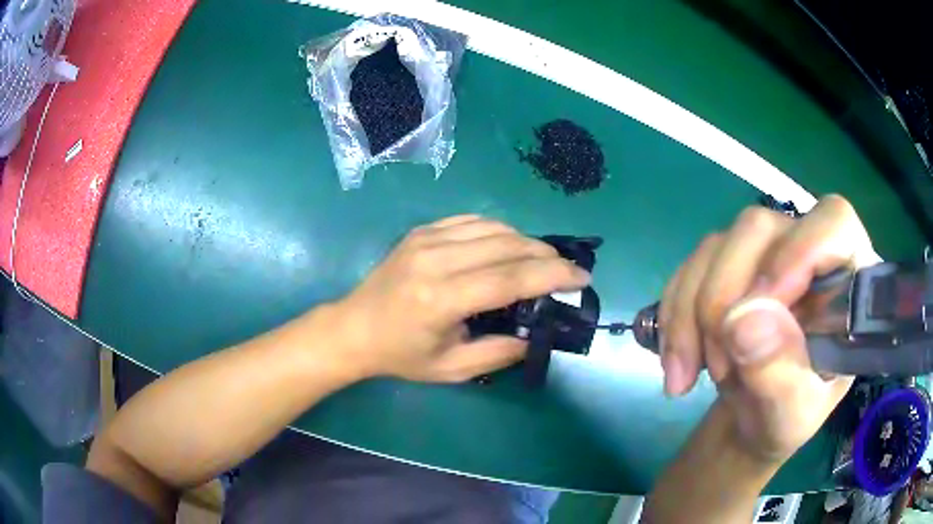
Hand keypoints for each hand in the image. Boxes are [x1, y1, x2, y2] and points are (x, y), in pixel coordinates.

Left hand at [331, 215, 590, 381]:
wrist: (354, 328)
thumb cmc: (400, 355)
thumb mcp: (451, 369)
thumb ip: (498, 353)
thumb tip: (536, 335)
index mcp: (440, 299)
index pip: (508, 278)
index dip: (551, 276)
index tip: (581, 277)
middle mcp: (434, 260)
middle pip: (506, 246)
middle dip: (546, 256)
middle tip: (568, 270)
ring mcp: (426, 239)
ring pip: (493, 228)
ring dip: (526, 242)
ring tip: (543, 262)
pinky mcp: (421, 231)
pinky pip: (472, 221)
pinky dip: (499, 230)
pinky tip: (510, 246)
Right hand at [659, 195, 876, 462]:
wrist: (751, 423)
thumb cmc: (787, 421)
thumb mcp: (791, 416)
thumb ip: (779, 375)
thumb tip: (743, 322)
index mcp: (847, 280)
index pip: (834, 225)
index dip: (797, 252)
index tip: (758, 311)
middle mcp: (807, 250)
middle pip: (760, 229)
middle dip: (725, 298)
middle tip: (718, 367)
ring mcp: (766, 253)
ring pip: (718, 245)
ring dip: (693, 313)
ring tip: (691, 374)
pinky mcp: (730, 264)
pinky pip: (690, 267)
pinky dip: (675, 314)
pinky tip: (678, 361)